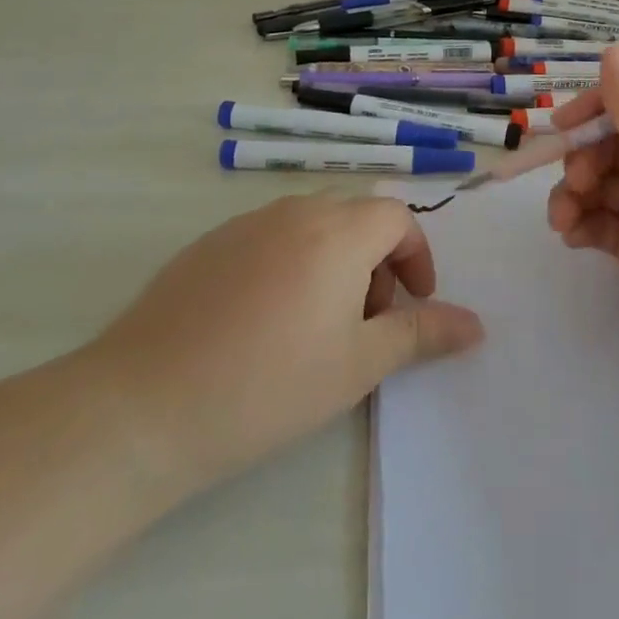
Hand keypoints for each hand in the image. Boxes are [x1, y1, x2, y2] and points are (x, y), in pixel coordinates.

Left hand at [79, 192, 483, 495]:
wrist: (142, 407)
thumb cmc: (268, 385)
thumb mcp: (357, 365)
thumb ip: (421, 334)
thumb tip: (476, 325)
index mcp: (338, 232)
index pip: (397, 217)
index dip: (415, 256)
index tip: (412, 303)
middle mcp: (295, 211)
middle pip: (356, 215)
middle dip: (377, 259)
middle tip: (368, 319)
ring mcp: (246, 224)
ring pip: (312, 224)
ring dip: (335, 259)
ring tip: (319, 322)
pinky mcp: (208, 244)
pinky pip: (269, 237)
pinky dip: (290, 262)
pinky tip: (264, 321)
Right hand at [546, 49, 618, 381]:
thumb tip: (614, 48)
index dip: (599, 108)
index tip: (562, 124)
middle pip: (615, 143)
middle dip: (585, 159)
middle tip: (574, 182)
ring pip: (601, 183)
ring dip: (575, 194)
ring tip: (563, 219)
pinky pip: (600, 220)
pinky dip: (582, 223)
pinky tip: (572, 237)